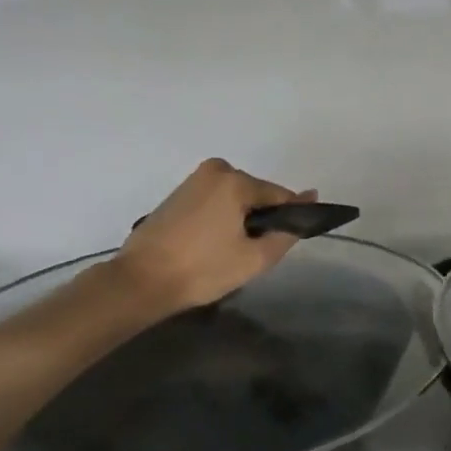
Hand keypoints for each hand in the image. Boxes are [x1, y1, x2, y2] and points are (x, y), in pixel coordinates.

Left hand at [114, 159, 315, 312]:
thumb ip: (288, 231)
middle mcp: (216, 170)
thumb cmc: (202, 270)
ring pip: (235, 198)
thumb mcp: (255, 258)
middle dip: (260, 220)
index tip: (281, 245)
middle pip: (257, 194)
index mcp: (236, 180)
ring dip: (240, 220)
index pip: (280, 196)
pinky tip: (211, 245)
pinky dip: (221, 218)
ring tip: (227, 253)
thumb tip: (310, 199)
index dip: (288, 220)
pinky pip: (215, 200)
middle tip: (249, 255)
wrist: (141, 281)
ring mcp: (194, 179)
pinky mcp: (178, 193)